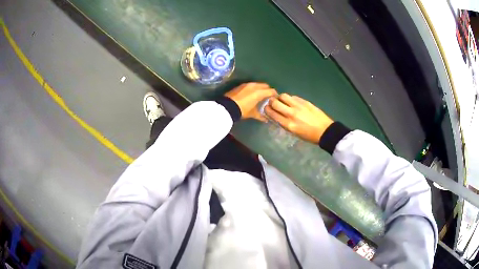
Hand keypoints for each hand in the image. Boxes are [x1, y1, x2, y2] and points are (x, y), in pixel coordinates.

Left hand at [225, 82, 276, 121]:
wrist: (227, 107)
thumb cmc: (242, 110)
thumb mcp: (252, 114)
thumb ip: (261, 116)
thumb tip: (266, 120)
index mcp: (260, 92)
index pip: (271, 91)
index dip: (275, 94)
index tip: (275, 99)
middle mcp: (255, 86)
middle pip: (265, 85)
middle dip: (268, 90)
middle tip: (268, 97)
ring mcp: (247, 84)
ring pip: (258, 84)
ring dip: (260, 88)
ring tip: (260, 95)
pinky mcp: (241, 85)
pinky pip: (251, 85)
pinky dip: (253, 88)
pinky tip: (252, 94)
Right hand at [265, 93, 333, 142]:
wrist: (325, 131)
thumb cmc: (309, 136)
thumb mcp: (294, 133)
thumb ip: (285, 124)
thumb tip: (277, 116)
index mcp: (288, 124)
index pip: (272, 114)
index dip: (267, 109)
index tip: (266, 108)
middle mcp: (291, 114)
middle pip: (275, 102)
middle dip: (271, 101)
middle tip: (272, 102)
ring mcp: (299, 106)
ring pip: (284, 96)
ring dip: (280, 97)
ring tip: (282, 100)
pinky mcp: (305, 102)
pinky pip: (293, 97)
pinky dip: (290, 98)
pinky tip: (292, 101)